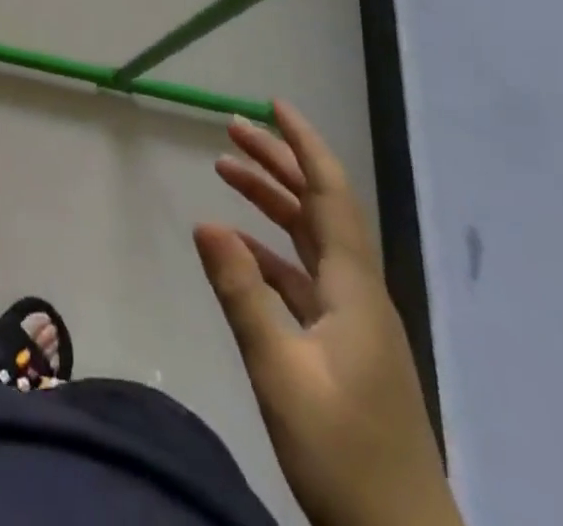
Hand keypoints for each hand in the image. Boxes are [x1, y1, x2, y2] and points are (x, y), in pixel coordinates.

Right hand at [194, 104, 460, 525]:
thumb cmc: (345, 457)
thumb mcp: (281, 374)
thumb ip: (242, 295)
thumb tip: (205, 222)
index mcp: (353, 288)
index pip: (330, 193)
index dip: (304, 144)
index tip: (274, 105)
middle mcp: (358, 291)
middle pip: (318, 206)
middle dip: (278, 162)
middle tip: (232, 128)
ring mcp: (353, 320)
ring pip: (309, 238)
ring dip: (271, 201)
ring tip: (225, 170)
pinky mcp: (344, 346)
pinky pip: (303, 276)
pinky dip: (269, 251)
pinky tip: (237, 248)